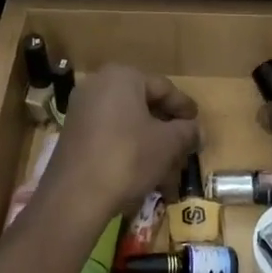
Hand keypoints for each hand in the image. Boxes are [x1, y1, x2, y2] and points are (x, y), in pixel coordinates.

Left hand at [42, 65, 199, 227]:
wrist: (75, 195)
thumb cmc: (128, 157)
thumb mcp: (168, 144)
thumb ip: (187, 131)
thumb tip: (197, 130)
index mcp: (122, 77)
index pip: (164, 88)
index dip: (184, 108)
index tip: (197, 124)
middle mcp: (98, 86)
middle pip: (144, 106)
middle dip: (167, 130)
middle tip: (185, 148)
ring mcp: (82, 110)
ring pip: (128, 124)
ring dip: (151, 144)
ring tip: (169, 169)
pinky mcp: (74, 135)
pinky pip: (110, 136)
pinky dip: (130, 150)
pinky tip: (145, 173)